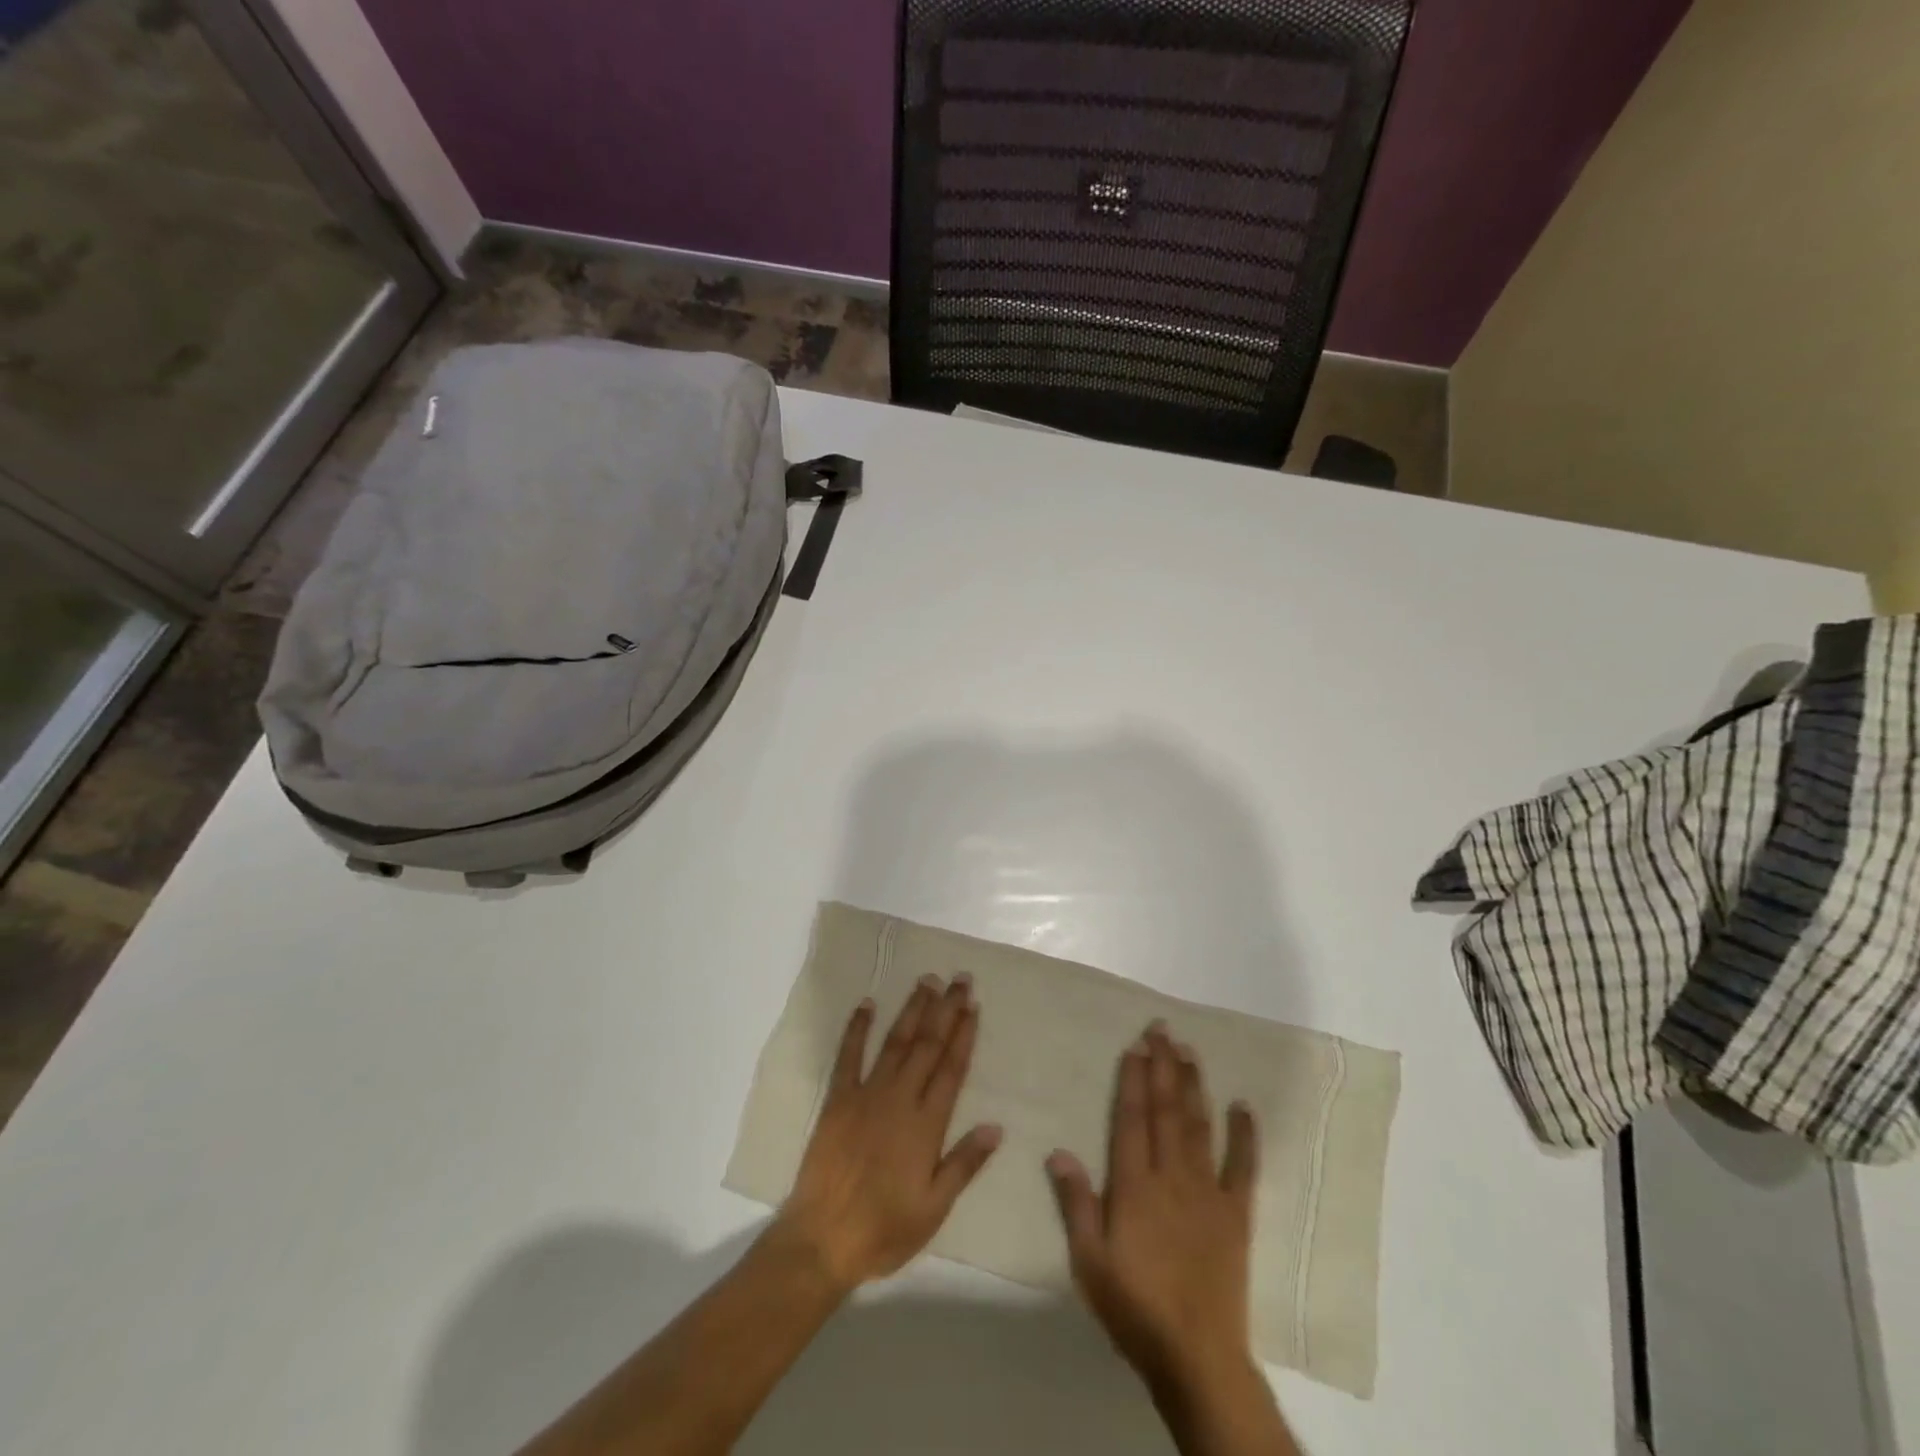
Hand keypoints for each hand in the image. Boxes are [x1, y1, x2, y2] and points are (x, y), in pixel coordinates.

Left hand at [776, 974, 1001, 1291]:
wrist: (822, 1238)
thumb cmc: (884, 1229)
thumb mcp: (934, 1208)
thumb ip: (964, 1164)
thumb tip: (996, 1126)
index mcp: (926, 1124)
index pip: (951, 1068)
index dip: (964, 1034)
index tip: (973, 1004)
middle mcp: (899, 1099)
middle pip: (928, 1045)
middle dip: (945, 1009)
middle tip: (959, 978)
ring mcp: (866, 1095)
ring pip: (895, 1042)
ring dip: (912, 1009)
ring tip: (927, 981)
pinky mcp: (837, 1100)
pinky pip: (848, 1056)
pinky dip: (857, 1028)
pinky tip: (866, 1005)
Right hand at [1046, 1023, 1259, 1390]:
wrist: (1197, 1357)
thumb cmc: (1135, 1308)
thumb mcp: (1089, 1261)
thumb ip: (1076, 1203)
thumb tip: (1058, 1151)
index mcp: (1135, 1186)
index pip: (1132, 1119)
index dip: (1133, 1079)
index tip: (1135, 1046)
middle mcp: (1172, 1177)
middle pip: (1166, 1111)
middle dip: (1163, 1066)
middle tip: (1161, 1029)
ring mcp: (1208, 1193)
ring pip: (1199, 1126)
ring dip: (1193, 1085)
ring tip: (1188, 1050)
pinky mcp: (1236, 1214)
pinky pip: (1243, 1167)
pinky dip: (1245, 1135)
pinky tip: (1243, 1106)